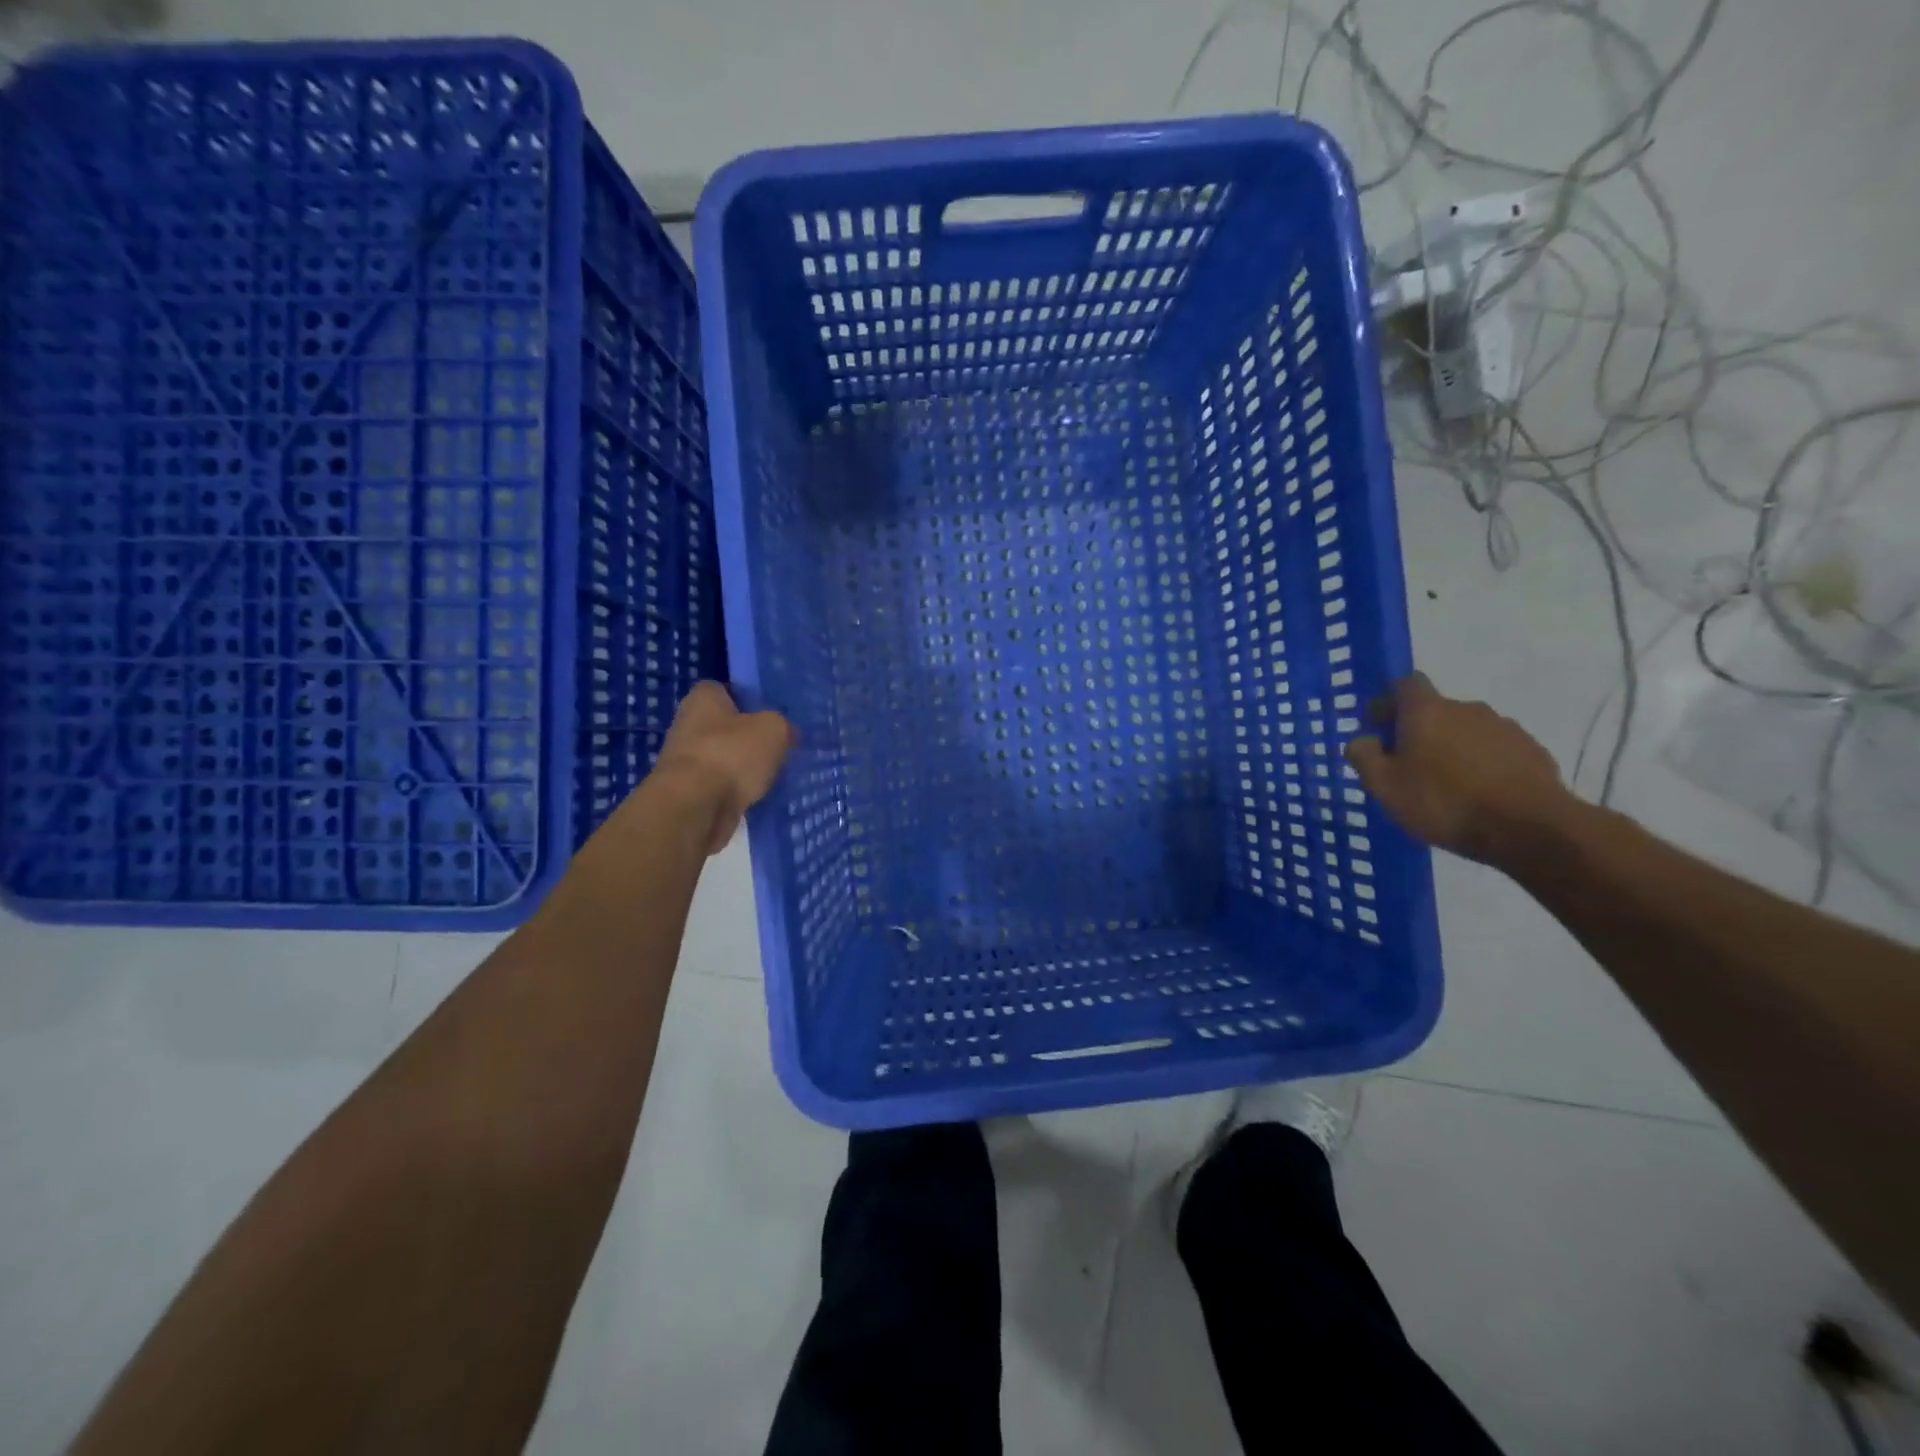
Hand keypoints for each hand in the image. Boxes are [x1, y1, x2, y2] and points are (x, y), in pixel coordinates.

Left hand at [654, 682, 795, 854]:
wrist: (695, 807)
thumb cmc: (732, 754)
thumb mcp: (774, 729)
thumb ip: (782, 725)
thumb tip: (787, 733)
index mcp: (702, 699)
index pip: (725, 689)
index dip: (748, 699)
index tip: (770, 714)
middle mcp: (687, 725)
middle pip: (725, 726)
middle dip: (748, 737)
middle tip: (778, 746)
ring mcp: (685, 761)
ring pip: (724, 758)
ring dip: (744, 767)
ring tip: (773, 775)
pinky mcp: (689, 792)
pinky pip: (720, 786)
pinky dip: (737, 792)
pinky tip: (758, 798)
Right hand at [1343, 672, 1573, 864]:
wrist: (1531, 829)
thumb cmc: (1444, 802)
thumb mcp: (1384, 786)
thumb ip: (1363, 756)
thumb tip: (1362, 740)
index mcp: (1427, 710)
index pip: (1404, 684)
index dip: (1388, 702)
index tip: (1379, 728)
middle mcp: (1467, 708)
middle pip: (1435, 709)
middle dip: (1418, 730)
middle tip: (1407, 765)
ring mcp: (1504, 728)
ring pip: (1466, 730)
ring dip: (1452, 747)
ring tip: (1446, 784)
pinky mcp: (1532, 751)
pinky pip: (1495, 750)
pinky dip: (1481, 763)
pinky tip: (1478, 793)